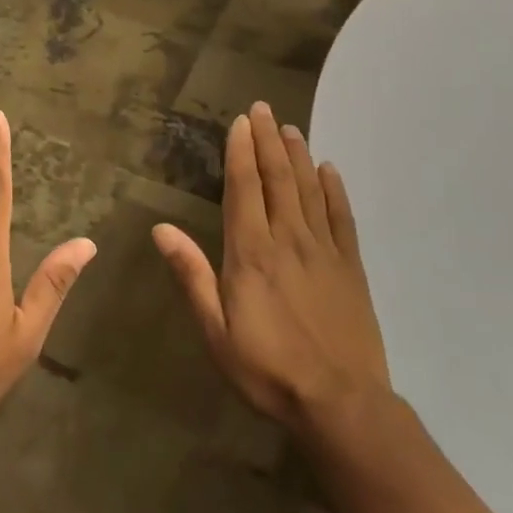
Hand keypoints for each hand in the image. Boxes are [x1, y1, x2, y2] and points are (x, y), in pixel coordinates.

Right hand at [153, 101, 391, 435]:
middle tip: (263, 108)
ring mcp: (323, 250)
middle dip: (267, 140)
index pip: (244, 188)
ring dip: (298, 155)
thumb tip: (161, 229)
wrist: (342, 404)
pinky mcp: (351, 267)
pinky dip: (335, 189)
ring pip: (309, 190)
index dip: (241, 151)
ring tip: (290, 127)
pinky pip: (342, 217)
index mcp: (251, 252)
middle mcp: (288, 239)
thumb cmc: (268, 369)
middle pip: (277, 178)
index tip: (240, 122)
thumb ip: (192, 275)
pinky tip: (329, 169)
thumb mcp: (216, 331)